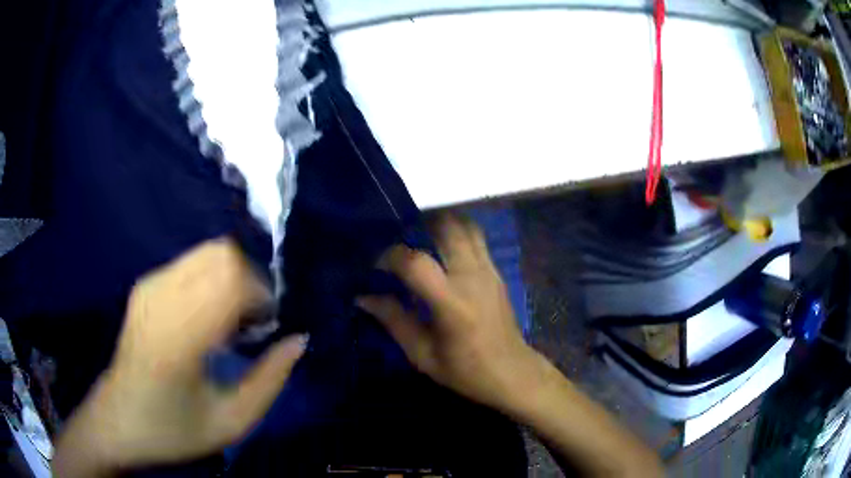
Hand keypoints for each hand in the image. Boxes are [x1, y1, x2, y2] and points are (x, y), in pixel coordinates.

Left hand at [54, 239, 306, 474]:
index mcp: (176, 339)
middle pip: (221, 254)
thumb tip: (298, 340)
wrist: (118, 420)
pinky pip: (191, 263)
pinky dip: (212, 279)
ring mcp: (148, 287)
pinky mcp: (143, 285)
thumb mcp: (231, 422)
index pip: (229, 280)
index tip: (266, 326)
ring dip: (231, 279)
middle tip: (251, 323)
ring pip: (207, 252)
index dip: (260, 295)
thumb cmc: (173, 430)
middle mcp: (159, 299)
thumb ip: (270, 381)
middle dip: (250, 282)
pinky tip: (206, 316)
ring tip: (229, 321)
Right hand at [358, 213, 540, 411]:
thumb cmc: (466, 371)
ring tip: (421, 241)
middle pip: (447, 228)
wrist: (513, 372)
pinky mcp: (497, 271)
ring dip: (441, 225)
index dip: (390, 256)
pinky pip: (476, 239)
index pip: (416, 262)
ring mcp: (489, 270)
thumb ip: (394, 321)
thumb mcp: (423, 355)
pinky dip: (456, 234)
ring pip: (465, 226)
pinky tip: (442, 253)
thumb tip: (363, 297)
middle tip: (401, 242)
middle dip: (419, 226)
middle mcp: (472, 277)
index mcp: (452, 303)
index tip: (377, 267)